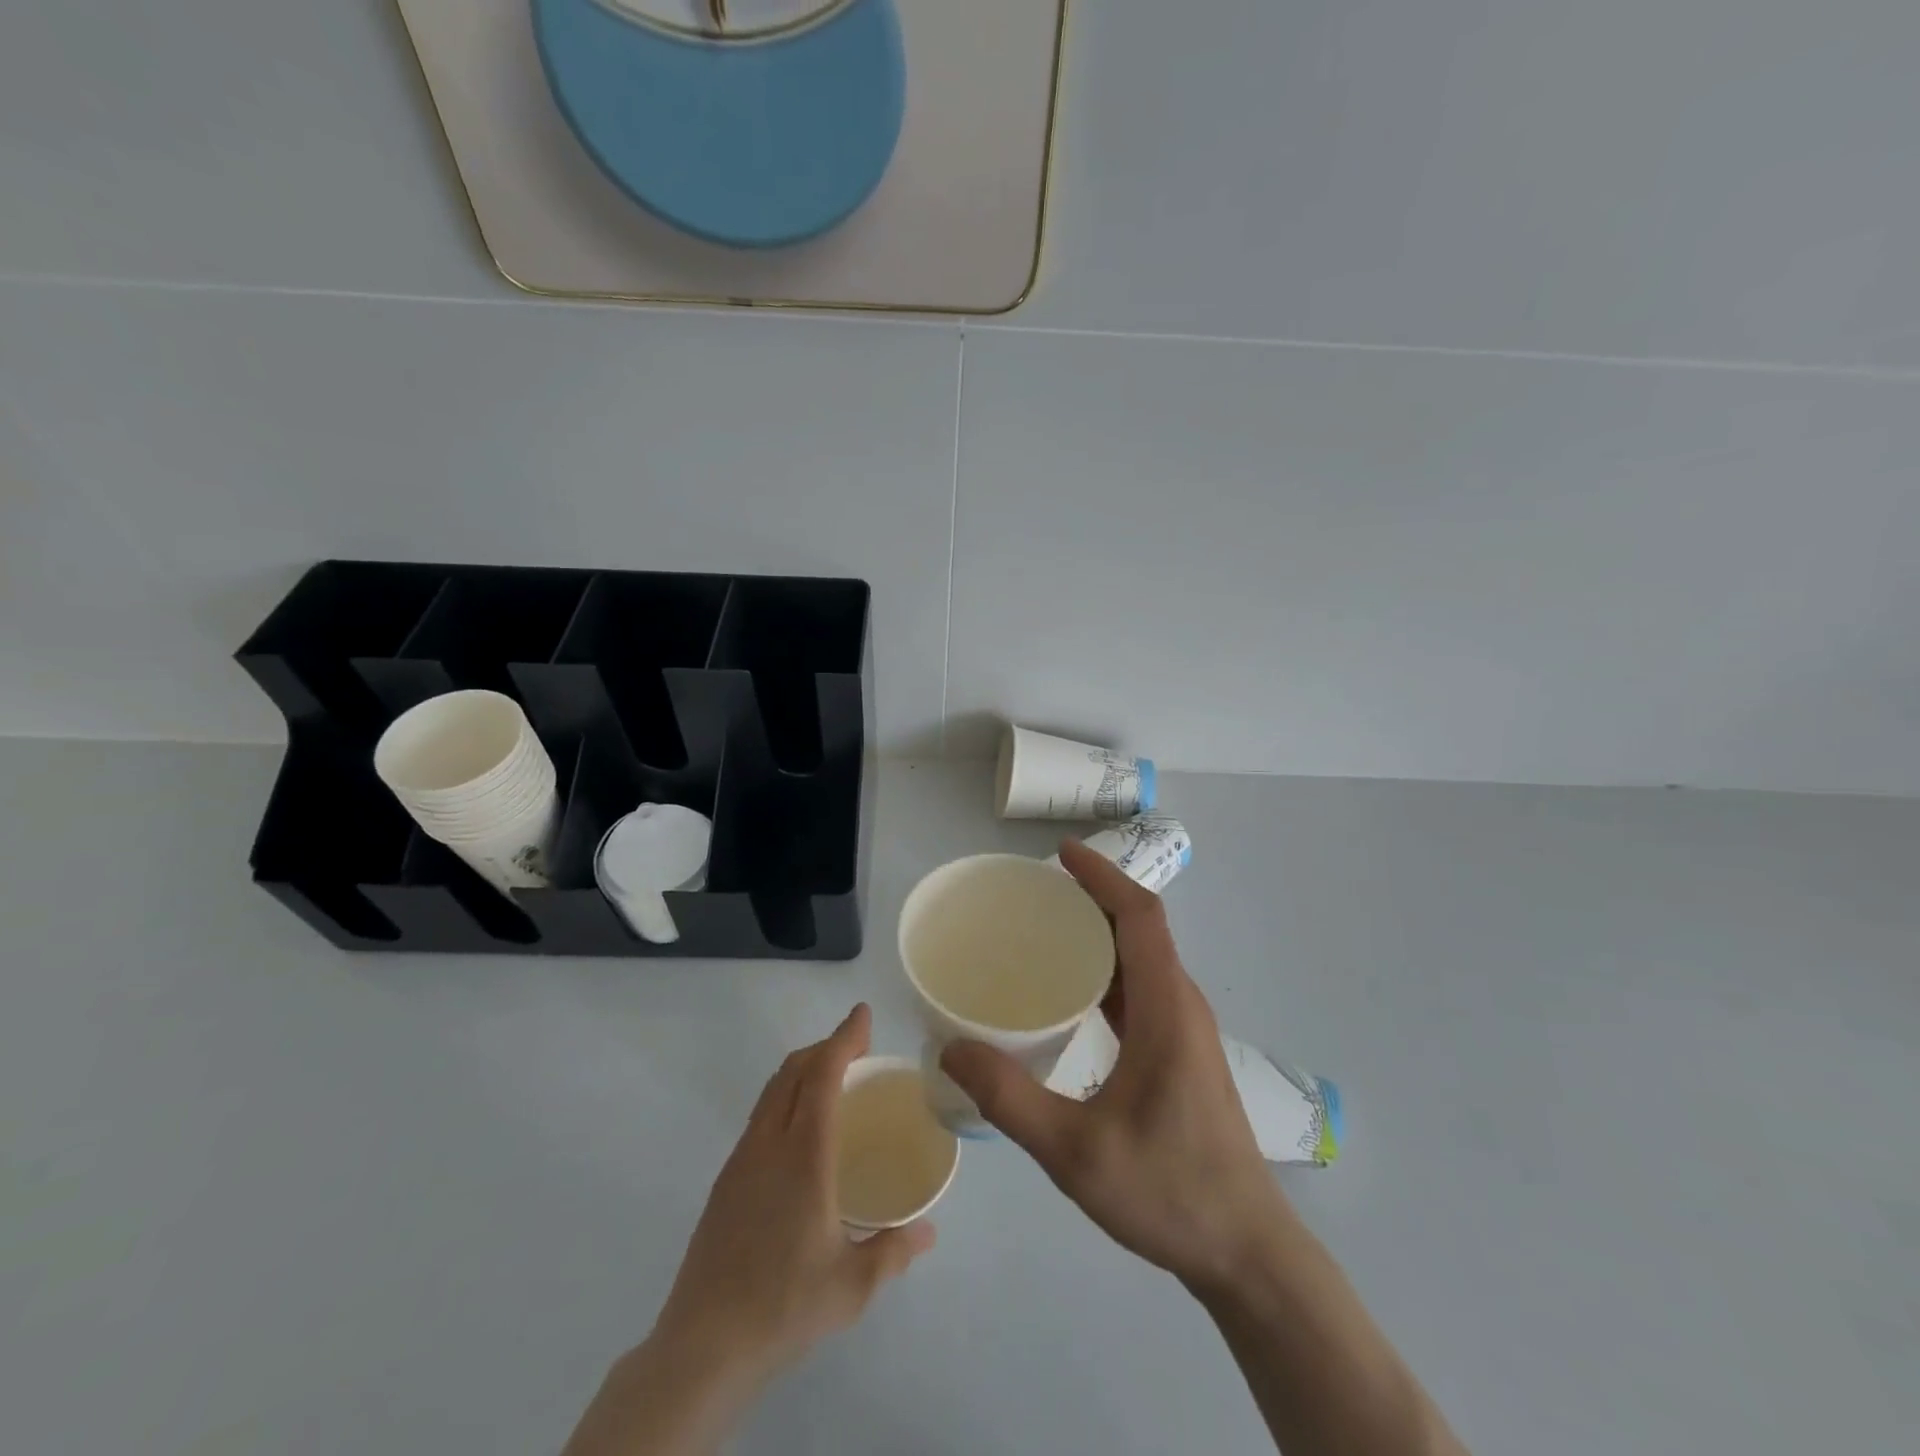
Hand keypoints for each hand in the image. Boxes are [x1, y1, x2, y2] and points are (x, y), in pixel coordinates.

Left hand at [654, 1002, 935, 1384]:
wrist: (703, 1346)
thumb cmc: (784, 1306)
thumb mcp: (853, 1285)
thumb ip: (894, 1250)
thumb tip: (928, 1231)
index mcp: (804, 1155)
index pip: (823, 1075)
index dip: (844, 1038)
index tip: (863, 1015)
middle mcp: (769, 1143)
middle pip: (794, 1070)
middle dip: (826, 1046)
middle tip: (858, 1047)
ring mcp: (742, 1159)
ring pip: (773, 1090)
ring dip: (804, 1069)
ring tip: (834, 1080)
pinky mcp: (726, 1179)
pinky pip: (761, 1115)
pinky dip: (787, 1097)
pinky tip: (802, 1131)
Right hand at [942, 841, 1287, 1294]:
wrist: (1246, 1252)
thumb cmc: (1169, 1192)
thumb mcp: (1075, 1152)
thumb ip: (1010, 1099)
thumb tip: (951, 1049)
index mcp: (1166, 1009)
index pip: (1140, 916)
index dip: (1102, 877)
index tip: (1060, 854)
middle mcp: (1181, 1006)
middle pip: (1141, 928)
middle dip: (1092, 898)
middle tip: (1034, 894)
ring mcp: (1185, 1030)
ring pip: (1142, 959)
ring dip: (1100, 934)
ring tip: (1044, 932)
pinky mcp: (1181, 1053)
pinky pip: (1141, 990)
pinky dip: (1106, 972)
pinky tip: (1069, 996)